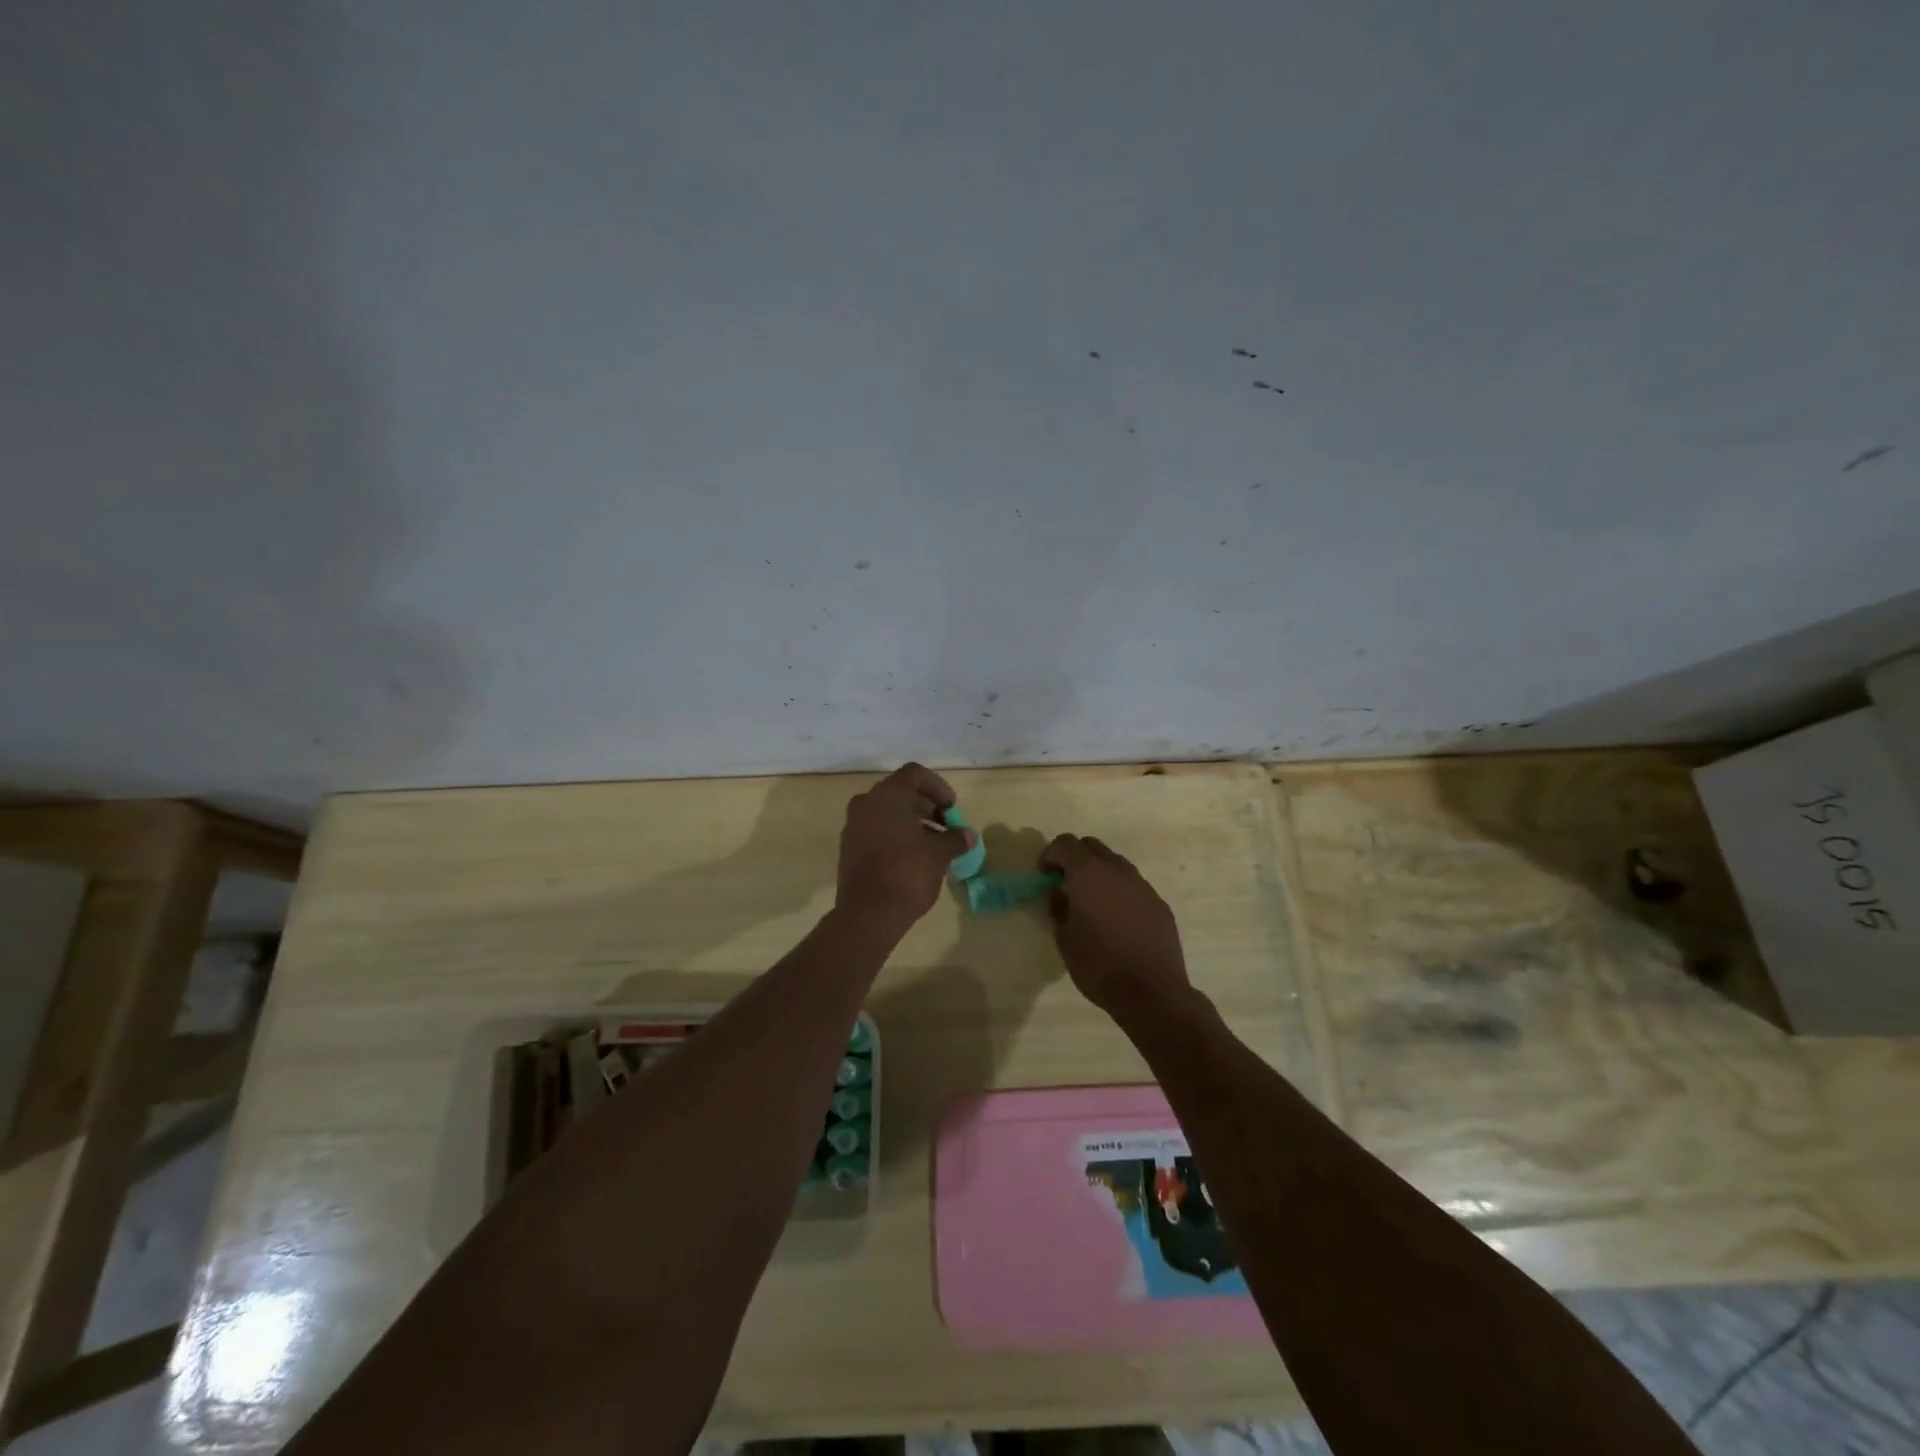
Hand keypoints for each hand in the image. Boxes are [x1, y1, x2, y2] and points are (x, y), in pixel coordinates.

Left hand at [835, 763, 971, 928]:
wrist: (868, 914)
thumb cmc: (907, 873)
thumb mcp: (939, 854)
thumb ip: (955, 839)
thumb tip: (969, 835)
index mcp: (887, 795)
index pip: (915, 774)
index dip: (938, 787)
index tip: (952, 808)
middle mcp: (866, 803)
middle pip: (901, 792)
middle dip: (927, 806)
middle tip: (947, 826)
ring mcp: (854, 825)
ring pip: (887, 812)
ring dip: (912, 822)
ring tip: (934, 844)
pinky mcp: (849, 847)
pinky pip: (876, 829)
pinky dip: (896, 834)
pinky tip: (914, 856)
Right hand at [1041, 834, 1191, 1021]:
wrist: (1152, 992)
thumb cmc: (1098, 965)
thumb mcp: (1064, 939)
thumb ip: (1058, 908)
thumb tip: (1059, 894)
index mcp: (1088, 873)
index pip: (1065, 843)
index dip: (1050, 855)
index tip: (1045, 876)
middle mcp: (1117, 870)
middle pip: (1092, 847)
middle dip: (1075, 858)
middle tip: (1066, 884)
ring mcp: (1142, 885)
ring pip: (1116, 865)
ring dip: (1100, 875)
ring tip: (1093, 905)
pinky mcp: (1159, 903)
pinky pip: (1134, 887)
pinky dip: (1120, 893)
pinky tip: (1118, 922)